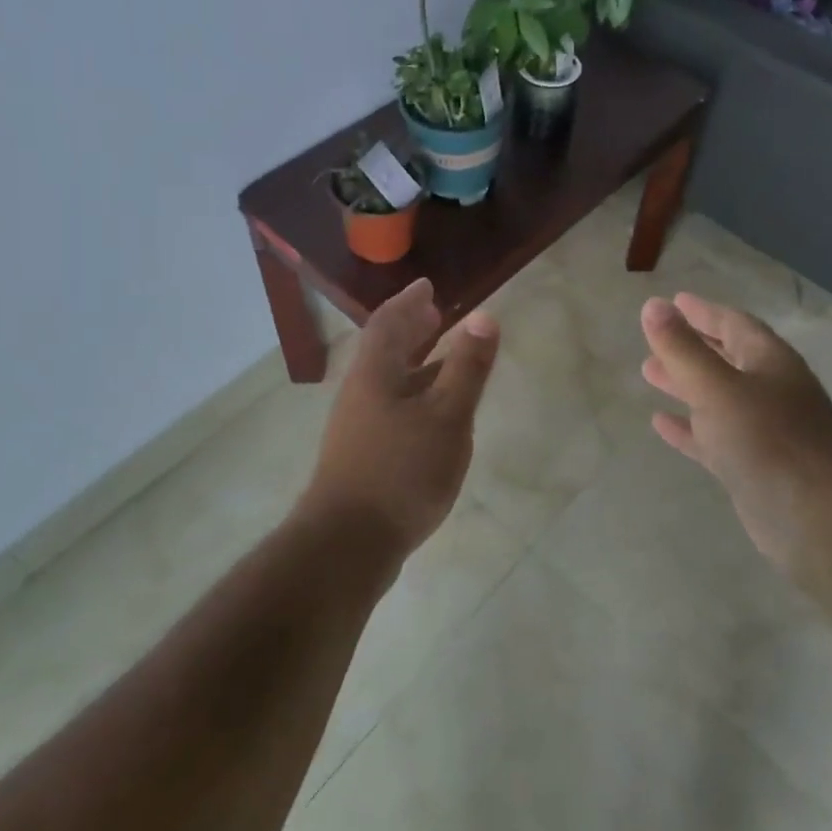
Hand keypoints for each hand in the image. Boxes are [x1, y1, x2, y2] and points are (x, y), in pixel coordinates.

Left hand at [301, 278, 500, 561]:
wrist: (347, 544)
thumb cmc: (401, 471)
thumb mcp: (446, 416)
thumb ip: (467, 367)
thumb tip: (485, 316)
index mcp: (376, 373)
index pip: (389, 322)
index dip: (409, 300)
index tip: (428, 286)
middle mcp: (361, 392)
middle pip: (385, 349)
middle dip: (411, 328)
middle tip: (435, 313)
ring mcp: (358, 426)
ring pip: (388, 380)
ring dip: (414, 361)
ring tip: (443, 356)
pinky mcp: (362, 455)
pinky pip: (391, 406)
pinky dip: (414, 394)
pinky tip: (433, 414)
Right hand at [641, 293, 831, 572]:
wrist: (820, 520)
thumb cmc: (769, 440)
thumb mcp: (716, 388)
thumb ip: (682, 349)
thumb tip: (652, 306)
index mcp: (770, 361)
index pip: (733, 323)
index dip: (702, 311)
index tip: (672, 302)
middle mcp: (771, 390)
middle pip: (726, 358)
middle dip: (691, 347)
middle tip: (655, 339)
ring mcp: (765, 431)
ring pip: (718, 398)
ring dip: (685, 384)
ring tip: (649, 373)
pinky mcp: (755, 467)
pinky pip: (715, 437)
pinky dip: (689, 427)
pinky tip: (661, 423)